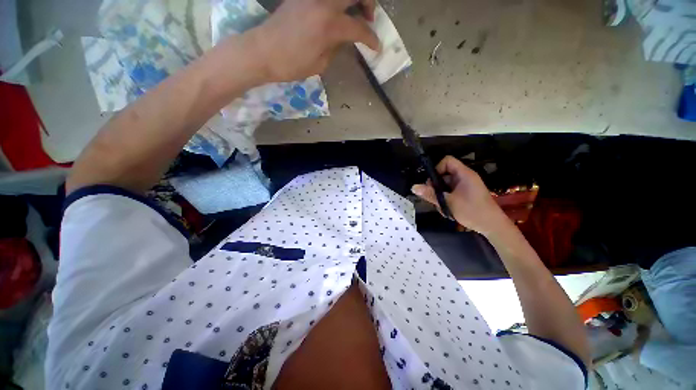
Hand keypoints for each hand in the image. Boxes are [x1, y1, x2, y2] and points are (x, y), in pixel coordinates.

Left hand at [249, 0, 379, 81]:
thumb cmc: (292, 64)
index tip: (376, 46)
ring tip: (354, 13)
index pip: (359, 28)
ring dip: (353, 0)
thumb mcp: (320, 63)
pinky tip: (337, 12)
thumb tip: (344, 38)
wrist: (262, 51)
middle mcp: (323, 3)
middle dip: (368, 4)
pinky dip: (337, 3)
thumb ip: (336, 47)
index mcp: (329, 25)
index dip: (371, 39)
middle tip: (369, 18)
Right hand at [411, 156, 508, 236]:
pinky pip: (450, 191)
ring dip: (440, 194)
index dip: (437, 168)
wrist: (492, 226)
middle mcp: (464, 177)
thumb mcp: (448, 203)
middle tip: (433, 197)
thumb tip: (413, 187)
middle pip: (444, 173)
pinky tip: (446, 209)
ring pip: (445, 184)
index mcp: (464, 174)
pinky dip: (445, 198)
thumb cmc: (472, 211)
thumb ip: (430, 194)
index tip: (432, 183)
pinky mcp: (465, 193)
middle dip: (436, 185)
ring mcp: (465, 186)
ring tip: (441, 206)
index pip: (447, 161)